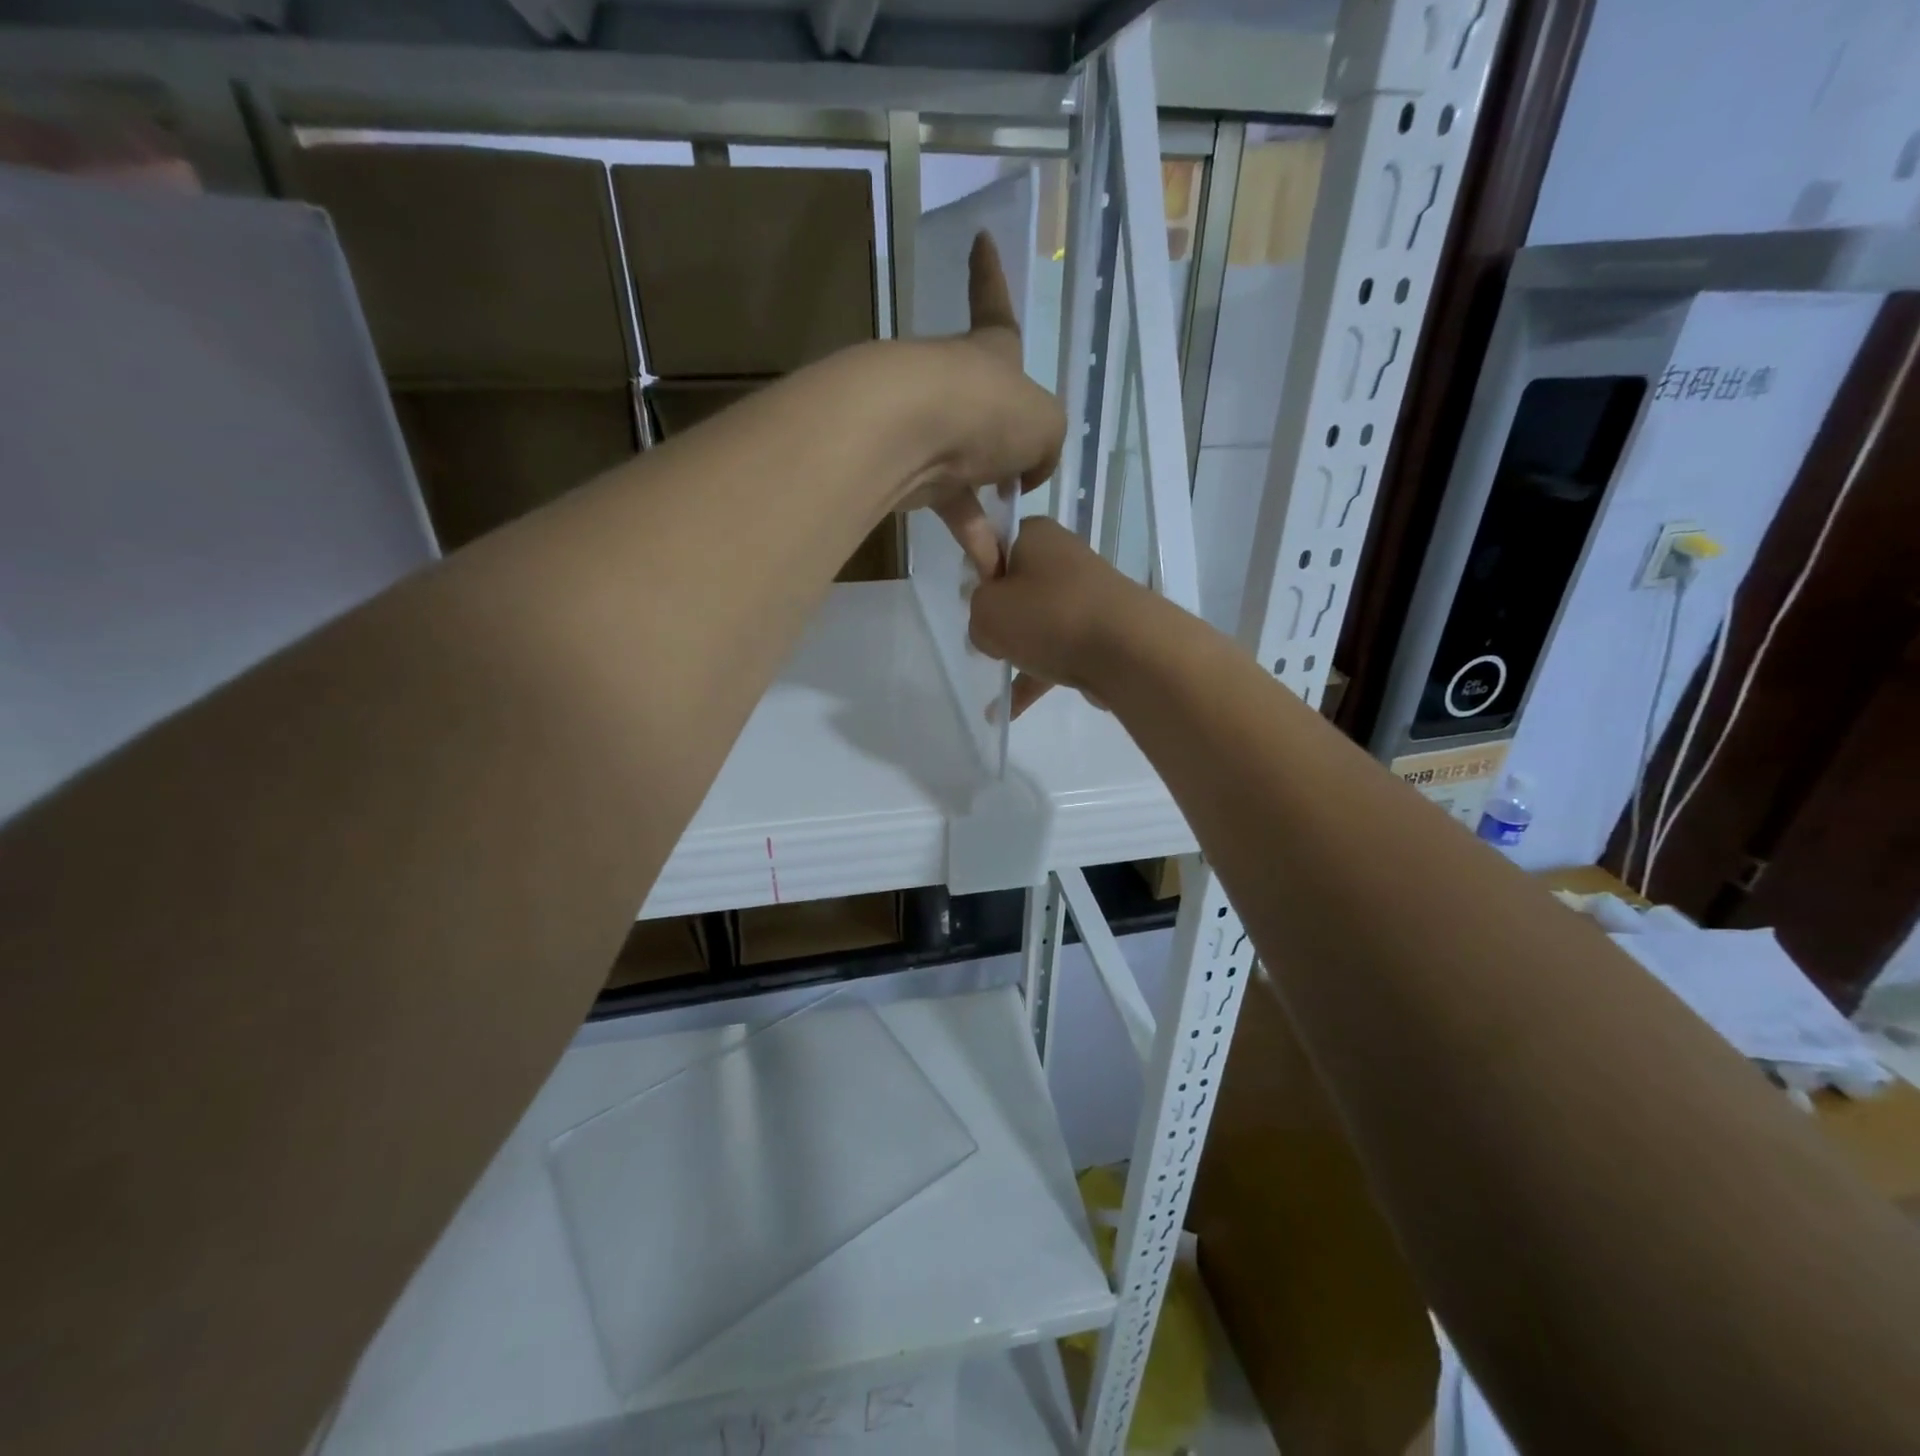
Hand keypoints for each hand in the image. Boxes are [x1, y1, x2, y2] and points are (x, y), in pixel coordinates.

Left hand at [897, 233, 1064, 575]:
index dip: (989, 274)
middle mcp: (957, 383)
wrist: (910, 432)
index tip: (979, 239)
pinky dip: (971, 535)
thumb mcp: (1046, 424)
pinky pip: (949, 506)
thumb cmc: (988, 409)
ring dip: (990, 505)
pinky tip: (990, 565)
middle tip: (1020, 473)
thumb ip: (1046, 444)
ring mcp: (929, 426)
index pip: (993, 302)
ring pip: (967, 468)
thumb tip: (1026, 473)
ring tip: (1013, 540)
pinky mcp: (910, 471)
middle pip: (984, 406)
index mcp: (991, 351)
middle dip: (1004, 438)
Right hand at [969, 517, 1151, 717]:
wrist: (1128, 650)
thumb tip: (993, 629)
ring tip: (994, 684)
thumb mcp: (986, 612)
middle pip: (1016, 588)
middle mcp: (1062, 558)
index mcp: (1034, 535)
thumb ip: (976, 614)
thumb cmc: (1048, 617)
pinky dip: (1036, 676)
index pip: (993, 546)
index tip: (971, 606)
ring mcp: (1085, 596)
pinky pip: (1057, 650)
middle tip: (984, 643)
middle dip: (998, 618)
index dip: (977, 578)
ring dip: (1016, 651)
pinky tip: (1013, 710)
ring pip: (1038, 623)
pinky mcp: (1100, 631)